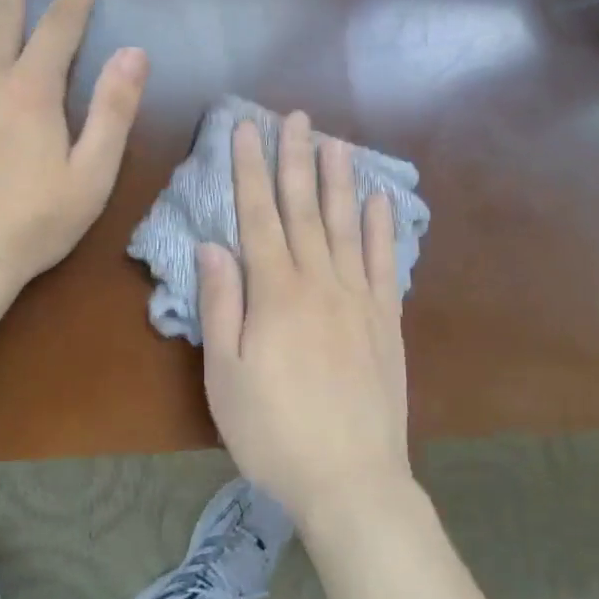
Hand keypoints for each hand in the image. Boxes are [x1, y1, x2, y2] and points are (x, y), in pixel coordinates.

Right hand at [199, 111, 412, 531]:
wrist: (352, 480)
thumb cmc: (274, 432)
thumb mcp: (226, 376)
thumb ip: (220, 306)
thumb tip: (211, 246)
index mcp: (275, 291)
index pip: (257, 215)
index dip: (250, 169)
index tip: (246, 129)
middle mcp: (319, 280)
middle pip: (304, 207)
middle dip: (295, 159)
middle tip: (295, 118)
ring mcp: (359, 297)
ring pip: (346, 224)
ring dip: (339, 180)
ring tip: (336, 142)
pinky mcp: (387, 319)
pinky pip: (386, 262)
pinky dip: (385, 228)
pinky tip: (383, 201)